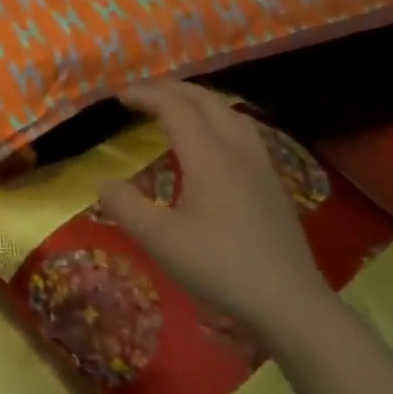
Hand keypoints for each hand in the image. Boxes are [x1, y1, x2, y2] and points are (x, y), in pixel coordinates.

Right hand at [97, 79, 330, 338]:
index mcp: (209, 157)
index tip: (118, 97)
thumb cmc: (219, 267)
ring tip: (177, 109)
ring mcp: (262, 168)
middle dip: (173, 90)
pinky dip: (219, 122)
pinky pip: (244, 134)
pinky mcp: (273, 186)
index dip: (145, 95)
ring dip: (200, 102)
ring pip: (232, 114)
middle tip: (143, 95)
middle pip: (207, 101)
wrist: (289, 304)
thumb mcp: (158, 239)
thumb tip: (103, 182)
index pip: (175, 107)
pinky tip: (212, 146)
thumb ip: (124, 205)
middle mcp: (239, 152)